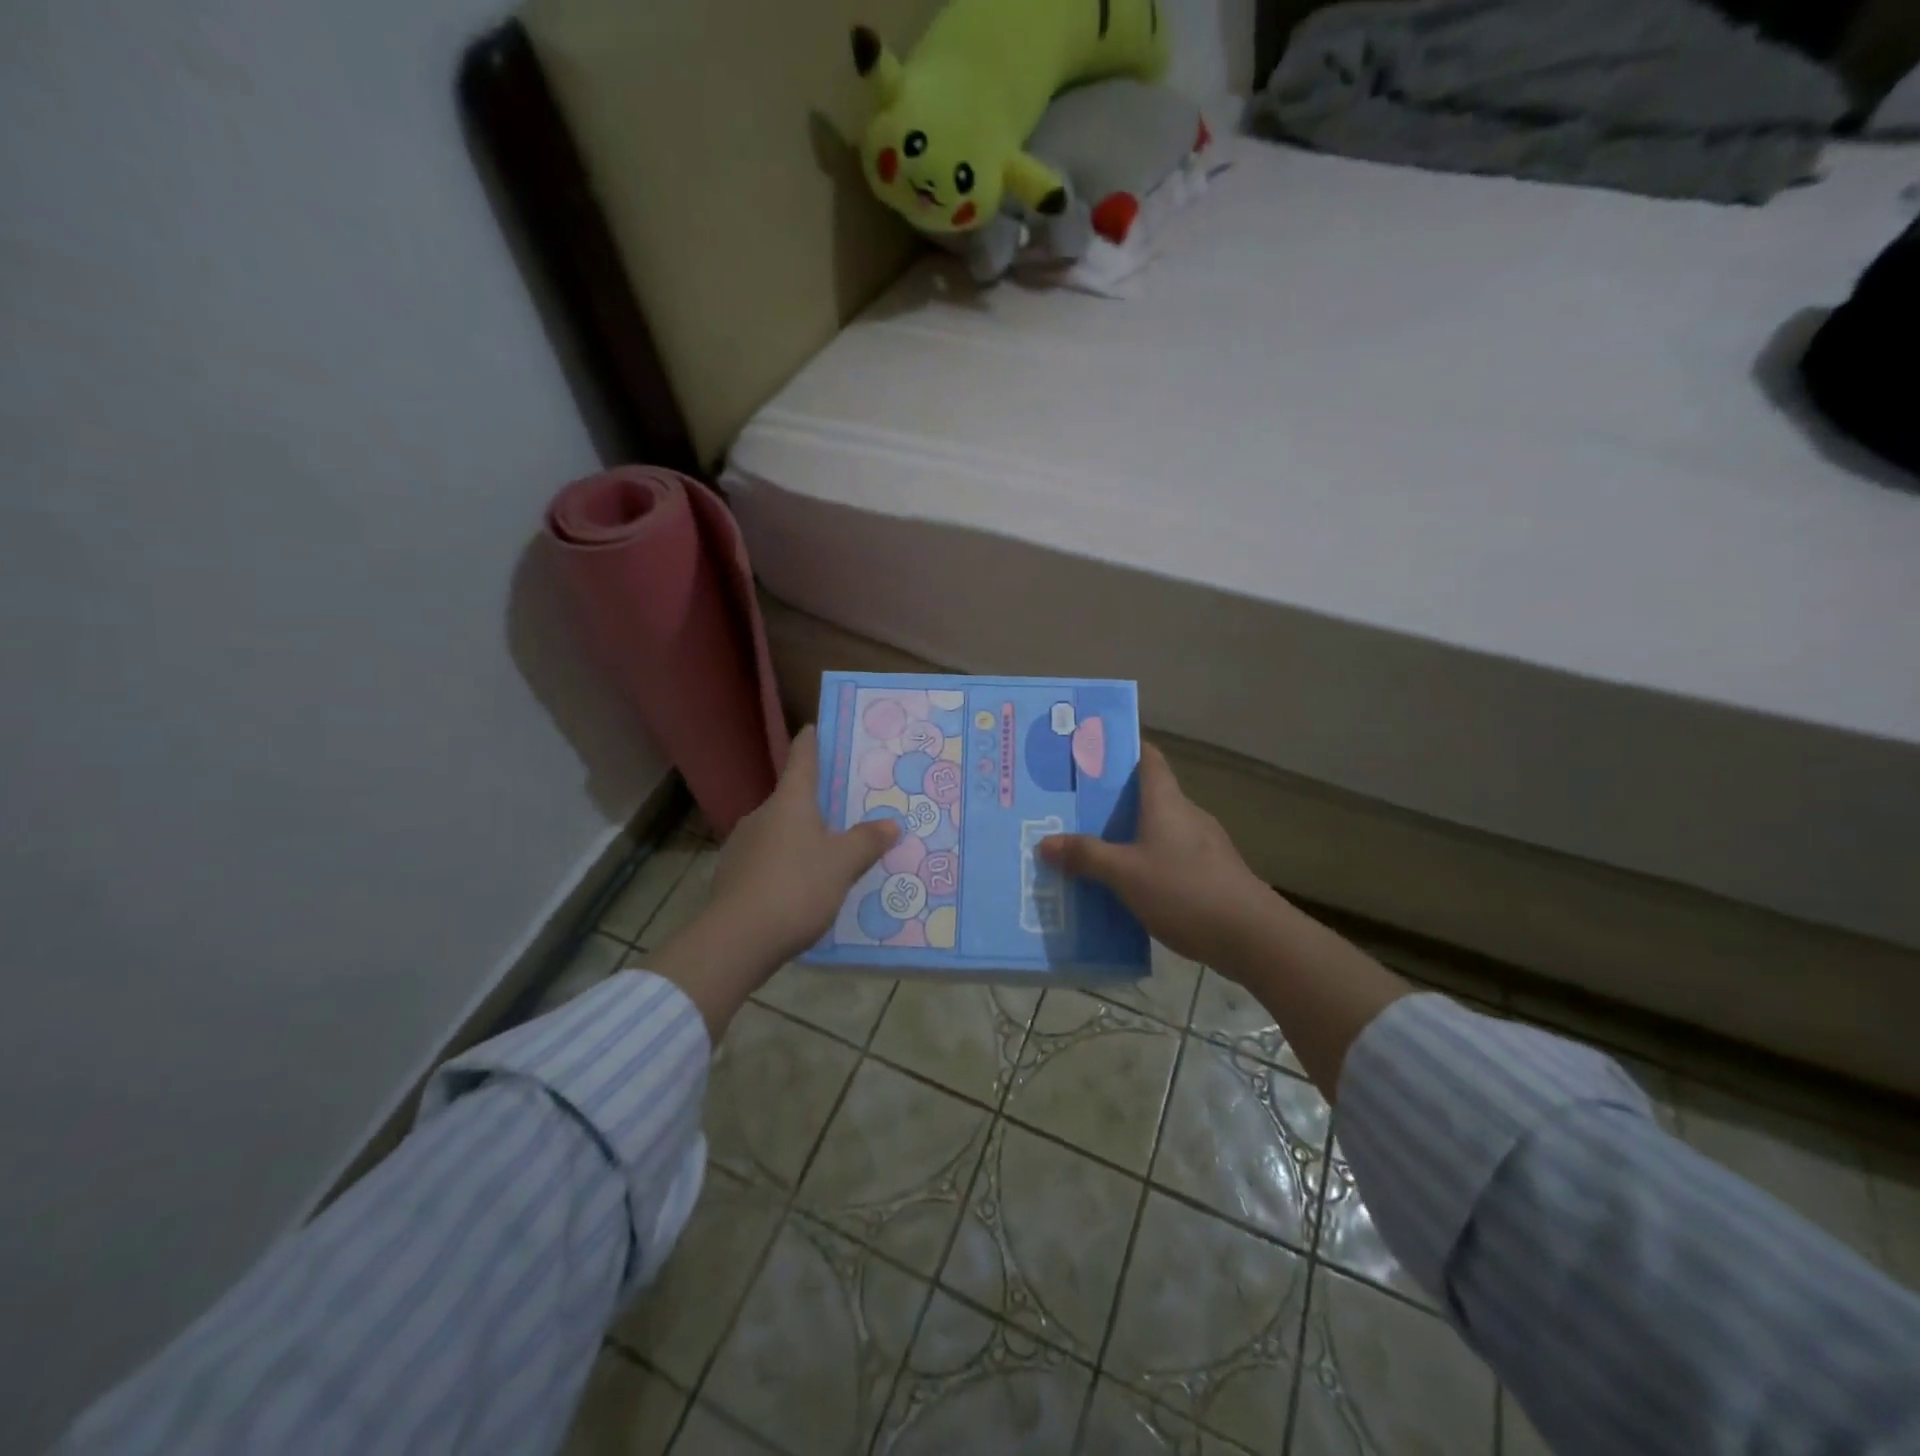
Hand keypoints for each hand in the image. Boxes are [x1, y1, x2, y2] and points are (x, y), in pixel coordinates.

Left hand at [706, 725, 900, 968]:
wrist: (736, 940)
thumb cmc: (796, 888)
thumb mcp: (843, 864)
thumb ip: (867, 841)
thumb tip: (890, 823)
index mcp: (789, 802)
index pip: (801, 759)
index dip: (811, 742)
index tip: (815, 727)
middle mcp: (762, 816)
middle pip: (792, 800)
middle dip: (817, 806)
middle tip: (845, 813)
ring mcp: (742, 846)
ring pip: (780, 834)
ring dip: (801, 841)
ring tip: (829, 859)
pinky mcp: (732, 877)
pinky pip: (768, 863)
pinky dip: (786, 868)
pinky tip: (801, 891)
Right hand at [1039, 743, 1274, 971]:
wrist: (1253, 937)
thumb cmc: (1185, 891)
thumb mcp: (1125, 874)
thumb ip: (1085, 856)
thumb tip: (1044, 842)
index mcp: (1166, 802)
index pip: (1148, 758)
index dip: (1123, 748)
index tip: (1091, 751)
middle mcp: (1187, 815)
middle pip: (1147, 795)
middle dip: (1112, 800)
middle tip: (1073, 808)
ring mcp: (1204, 846)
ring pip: (1157, 830)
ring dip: (1127, 836)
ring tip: (1091, 850)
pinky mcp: (1212, 874)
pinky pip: (1169, 858)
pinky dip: (1145, 864)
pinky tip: (1126, 887)